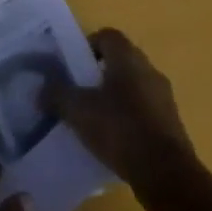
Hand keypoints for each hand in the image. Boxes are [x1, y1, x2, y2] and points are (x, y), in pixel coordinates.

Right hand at [46, 28, 198, 207]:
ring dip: (114, 98)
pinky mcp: (171, 123)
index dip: (87, 46)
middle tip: (78, 93)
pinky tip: (114, 141)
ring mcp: (163, 96)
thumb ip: (57, 95)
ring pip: (132, 87)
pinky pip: (144, 111)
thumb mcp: (79, 111)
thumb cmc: (121, 130)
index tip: (72, 68)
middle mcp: (148, 69)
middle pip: (119, 61)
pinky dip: (128, 119)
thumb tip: (41, 88)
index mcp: (128, 57)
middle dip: (98, 74)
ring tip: (94, 120)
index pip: (106, 36)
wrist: (167, 174)